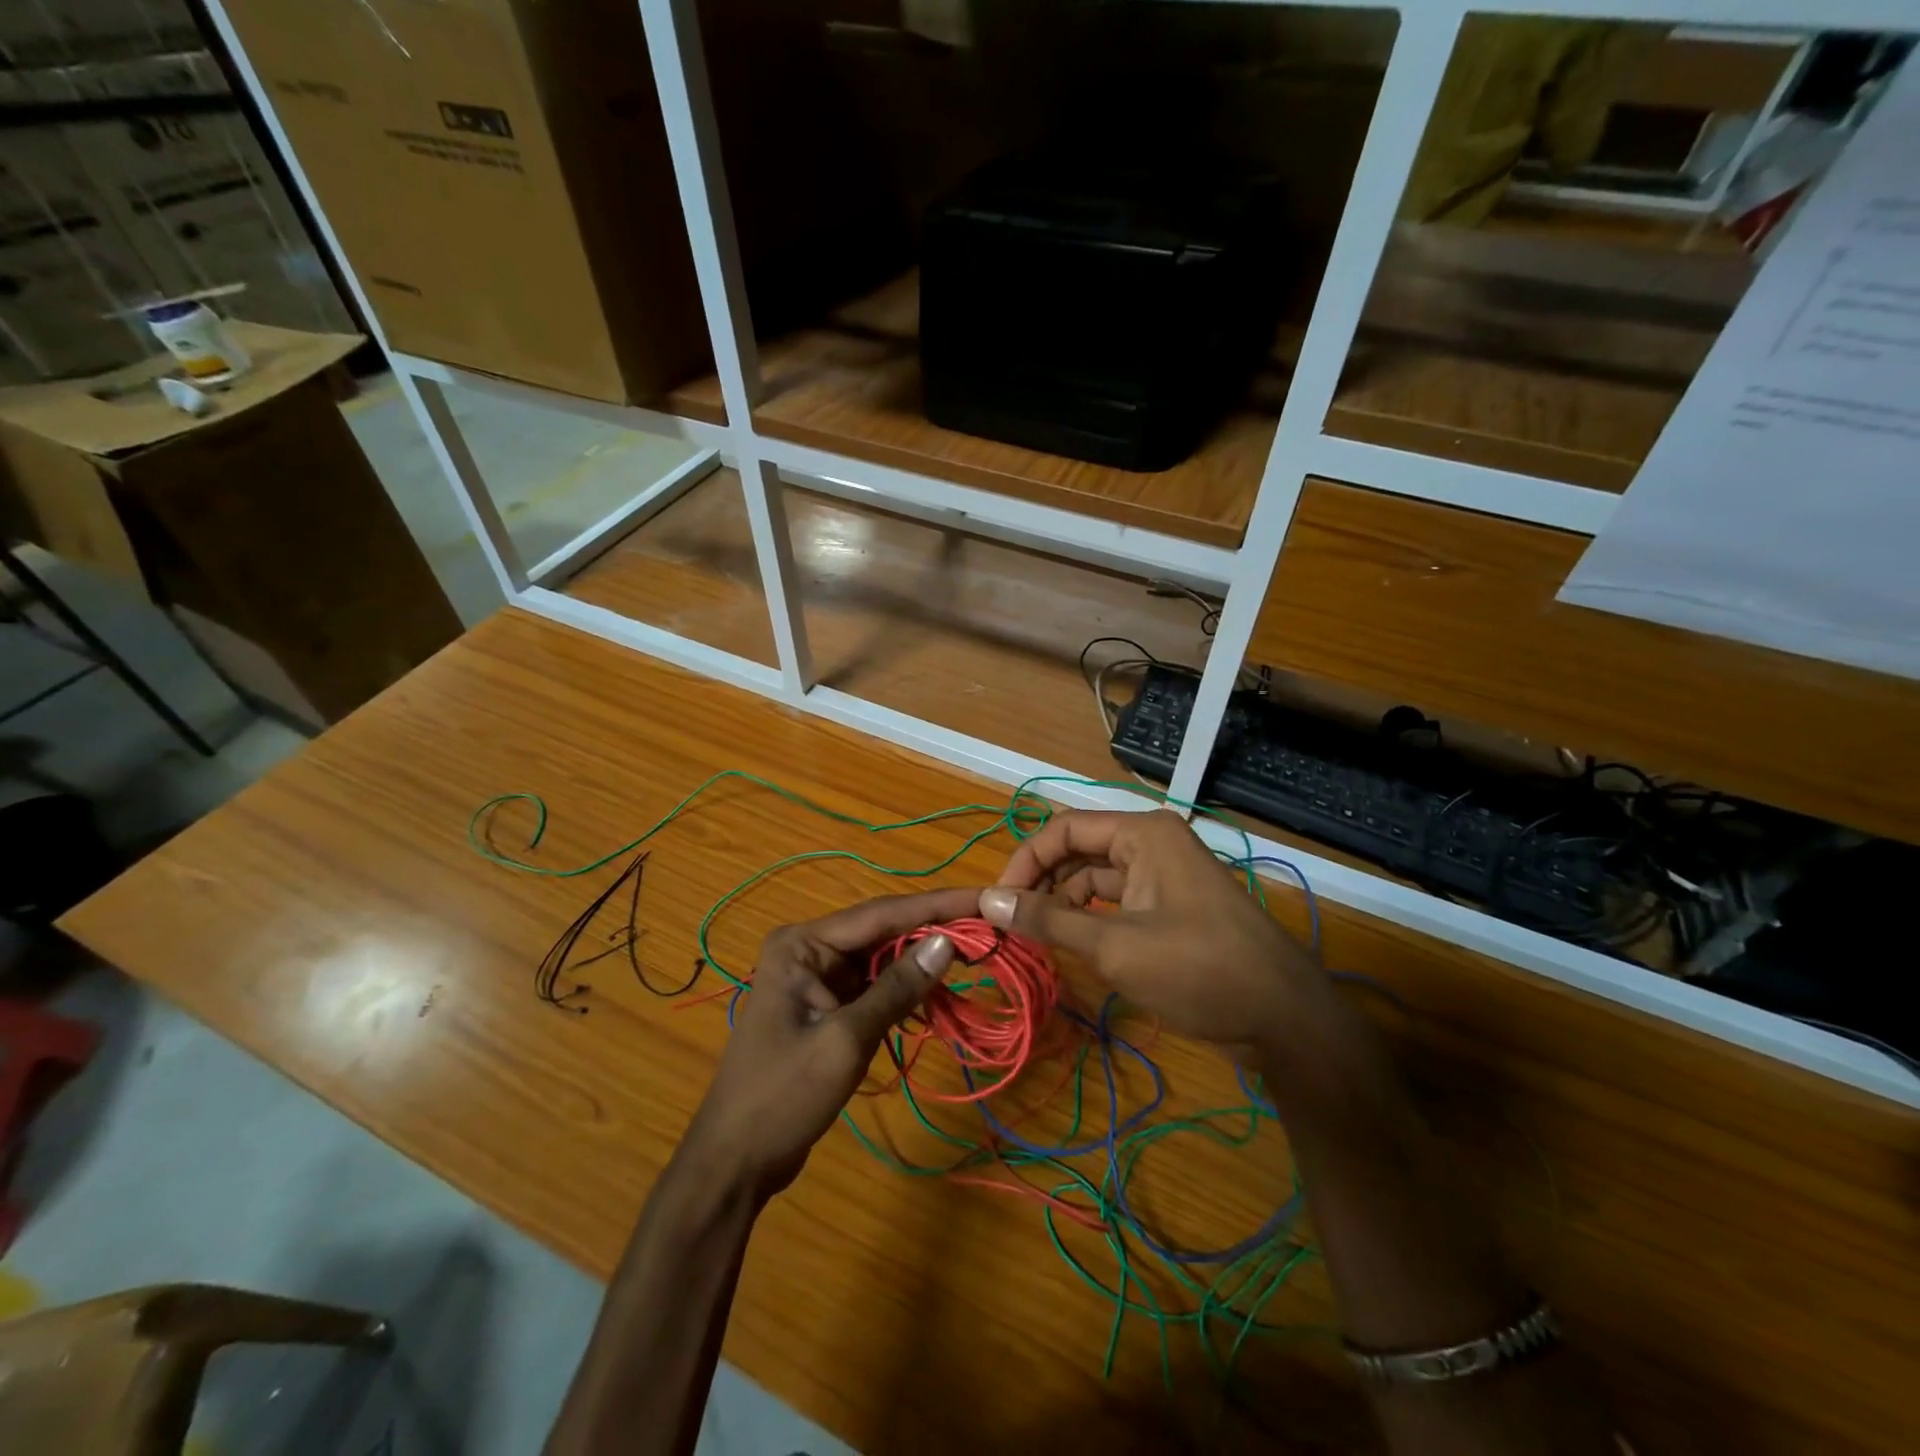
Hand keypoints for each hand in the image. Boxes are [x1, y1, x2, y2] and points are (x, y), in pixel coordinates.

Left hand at [678, 887, 976, 1200]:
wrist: (734, 1160)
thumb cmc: (783, 1096)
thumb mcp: (846, 1040)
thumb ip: (897, 989)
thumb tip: (948, 944)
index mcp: (802, 944)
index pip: (881, 914)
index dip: (936, 906)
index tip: (982, 897)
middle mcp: (809, 949)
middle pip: (883, 932)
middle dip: (933, 931)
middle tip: (988, 928)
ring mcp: (816, 978)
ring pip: (882, 959)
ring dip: (923, 963)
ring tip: (974, 957)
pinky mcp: (826, 1005)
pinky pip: (874, 987)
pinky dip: (905, 992)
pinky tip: (938, 998)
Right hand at [980, 809, 1322, 1046]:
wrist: (1284, 1019)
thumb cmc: (1199, 970)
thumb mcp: (1115, 947)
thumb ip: (1048, 920)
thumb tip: (988, 902)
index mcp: (1142, 834)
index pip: (1064, 829)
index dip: (1025, 862)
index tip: (998, 903)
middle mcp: (1151, 844)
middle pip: (1078, 851)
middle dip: (1042, 884)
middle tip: (1011, 924)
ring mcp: (1164, 876)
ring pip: (1095, 879)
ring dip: (1064, 905)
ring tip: (1036, 939)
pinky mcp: (1170, 908)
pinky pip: (1117, 902)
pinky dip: (1090, 920)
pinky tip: (1071, 947)